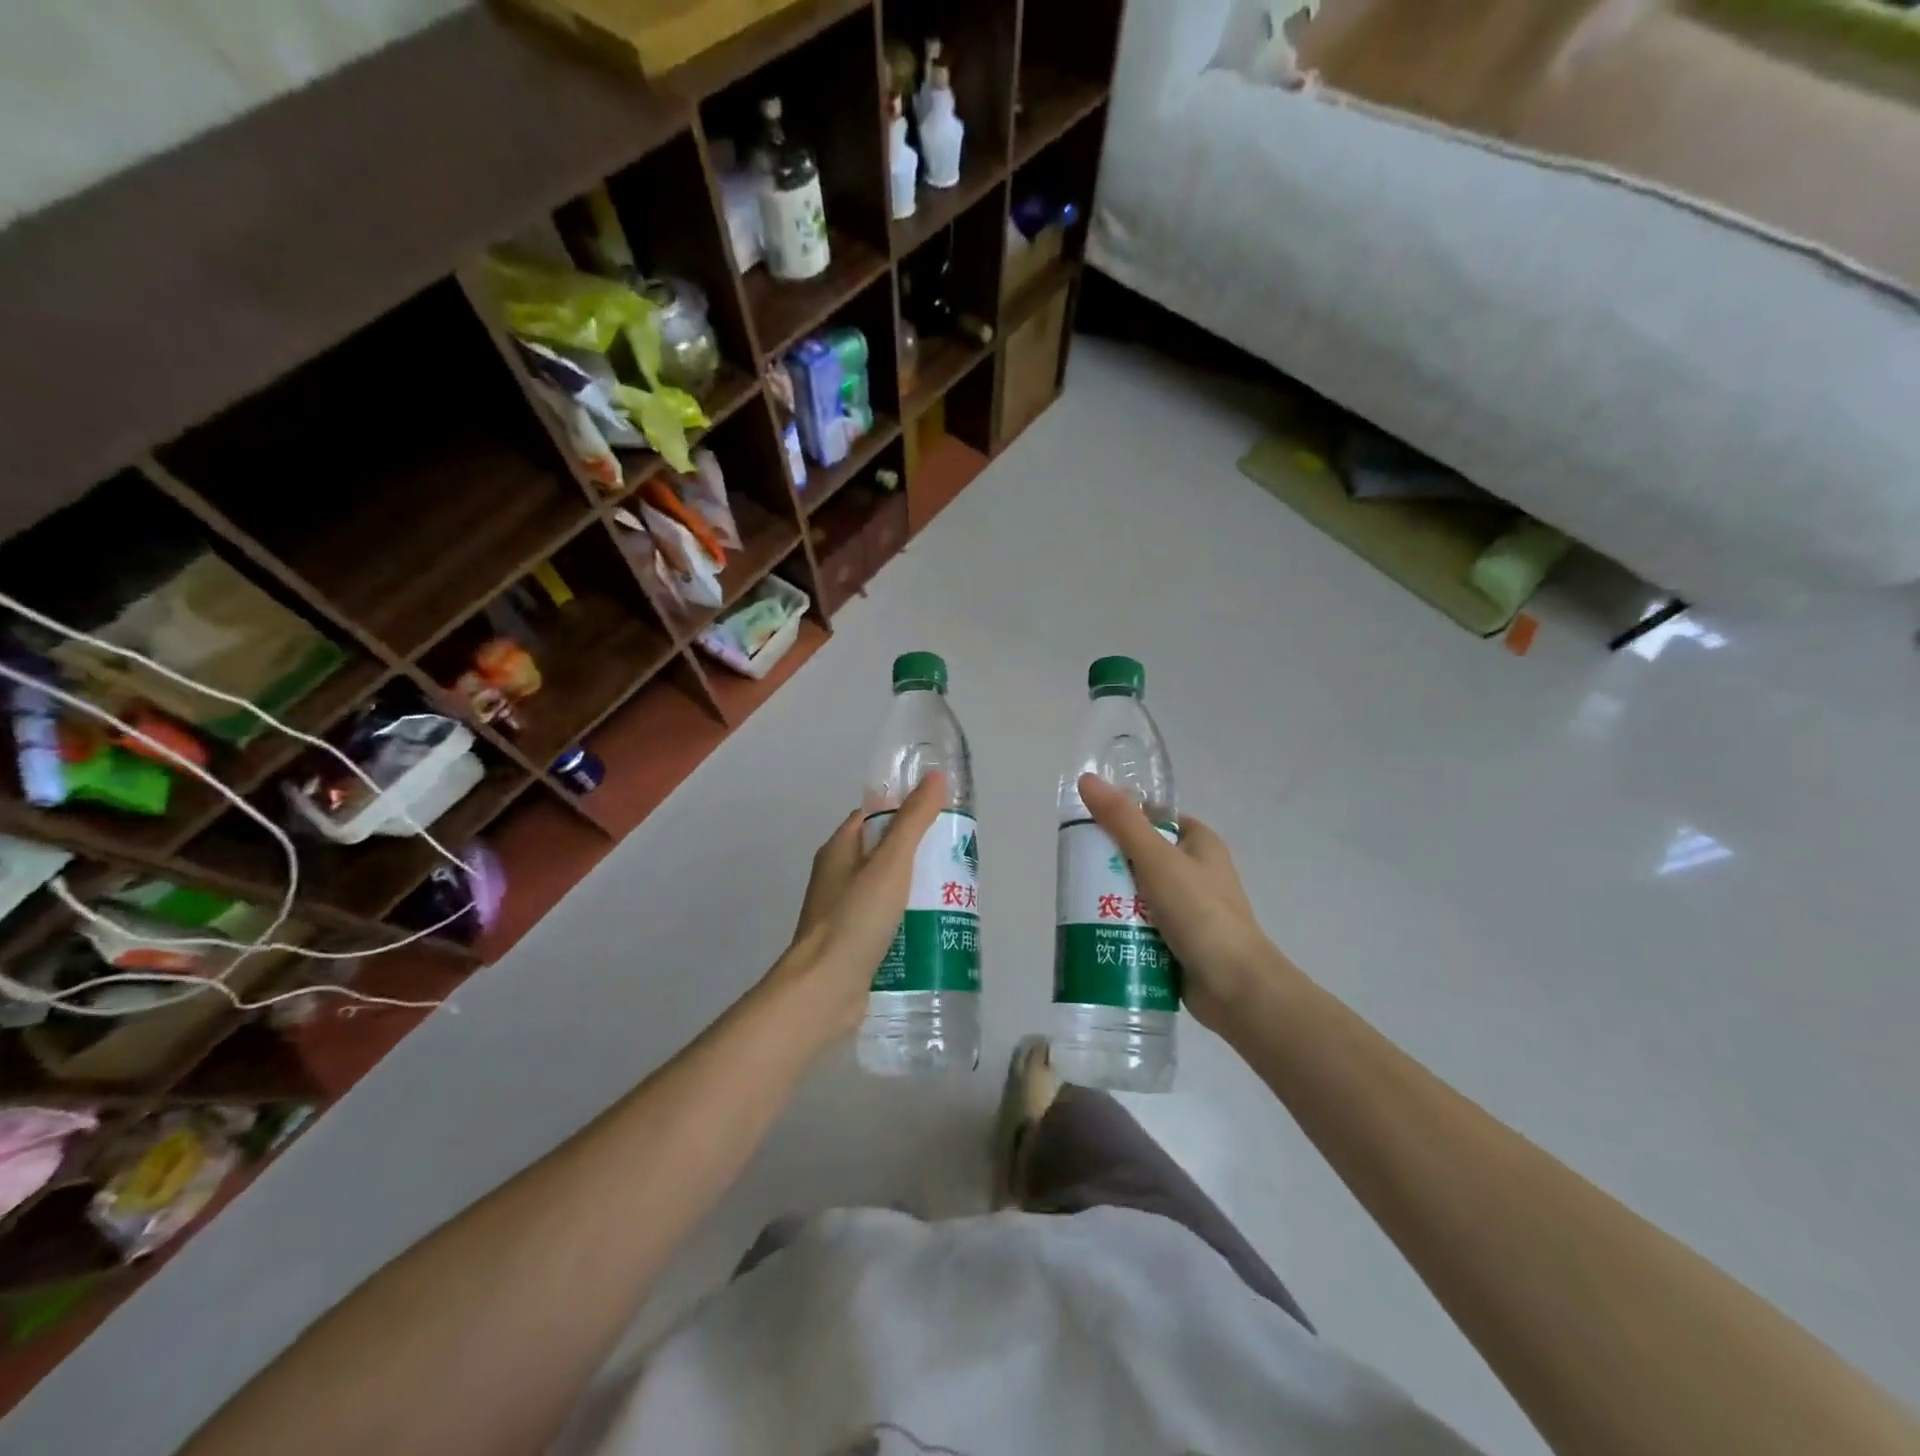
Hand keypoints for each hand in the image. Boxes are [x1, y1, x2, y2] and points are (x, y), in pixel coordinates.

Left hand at [766, 772, 947, 1041]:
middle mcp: (838, 878)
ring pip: (888, 892)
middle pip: (884, 855)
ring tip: (955, 898)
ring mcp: (845, 914)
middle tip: (956, 862)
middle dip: (919, 856)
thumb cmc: (855, 919)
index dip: (905, 812)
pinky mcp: (855, 946)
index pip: (874, 817)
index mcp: (839, 850)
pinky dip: (909, 924)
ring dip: (917, 893)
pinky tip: (936, 932)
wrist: (824, 991)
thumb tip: (935, 776)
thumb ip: (913, 821)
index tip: (941, 819)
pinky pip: (887, 925)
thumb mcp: (890, 863)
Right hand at [1076, 773, 1298, 1029]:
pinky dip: (1122, 928)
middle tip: (1076, 872)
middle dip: (1110, 866)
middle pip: (1141, 857)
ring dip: (1112, 900)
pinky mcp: (1179, 941)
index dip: (1123, 820)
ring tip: (1077, 906)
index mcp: (1200, 844)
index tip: (1087, 830)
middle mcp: (1196, 872)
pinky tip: (1095, 933)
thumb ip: (1121, 821)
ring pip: (1139, 894)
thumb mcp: (1157, 859)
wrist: (1235, 987)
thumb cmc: (1200, 913)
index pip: (1155, 819)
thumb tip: (1087, 779)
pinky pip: (1143, 926)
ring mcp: (1188, 909)